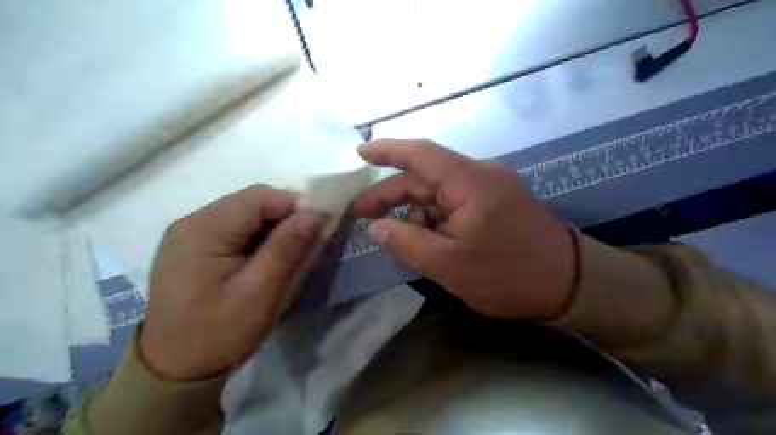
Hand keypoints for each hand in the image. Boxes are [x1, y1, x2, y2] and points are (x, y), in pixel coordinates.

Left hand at [141, 185, 324, 378]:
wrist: (174, 372)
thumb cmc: (220, 334)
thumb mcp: (261, 292)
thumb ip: (288, 247)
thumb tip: (316, 211)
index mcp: (203, 230)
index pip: (259, 198)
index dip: (295, 205)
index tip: (320, 226)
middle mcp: (191, 222)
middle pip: (251, 201)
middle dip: (285, 215)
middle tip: (307, 242)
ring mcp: (189, 234)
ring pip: (245, 213)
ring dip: (273, 226)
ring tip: (289, 252)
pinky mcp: (192, 247)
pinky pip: (234, 227)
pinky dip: (258, 235)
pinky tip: (266, 257)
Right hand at [353, 140, 574, 318]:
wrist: (570, 285)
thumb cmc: (508, 274)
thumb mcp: (449, 264)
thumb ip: (406, 242)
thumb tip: (374, 228)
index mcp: (470, 181)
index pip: (421, 154)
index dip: (387, 150)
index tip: (359, 152)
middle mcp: (480, 176)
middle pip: (425, 178)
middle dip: (392, 198)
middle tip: (363, 217)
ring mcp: (490, 189)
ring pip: (438, 196)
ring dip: (416, 219)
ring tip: (402, 249)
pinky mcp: (496, 204)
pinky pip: (455, 206)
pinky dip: (436, 223)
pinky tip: (427, 247)